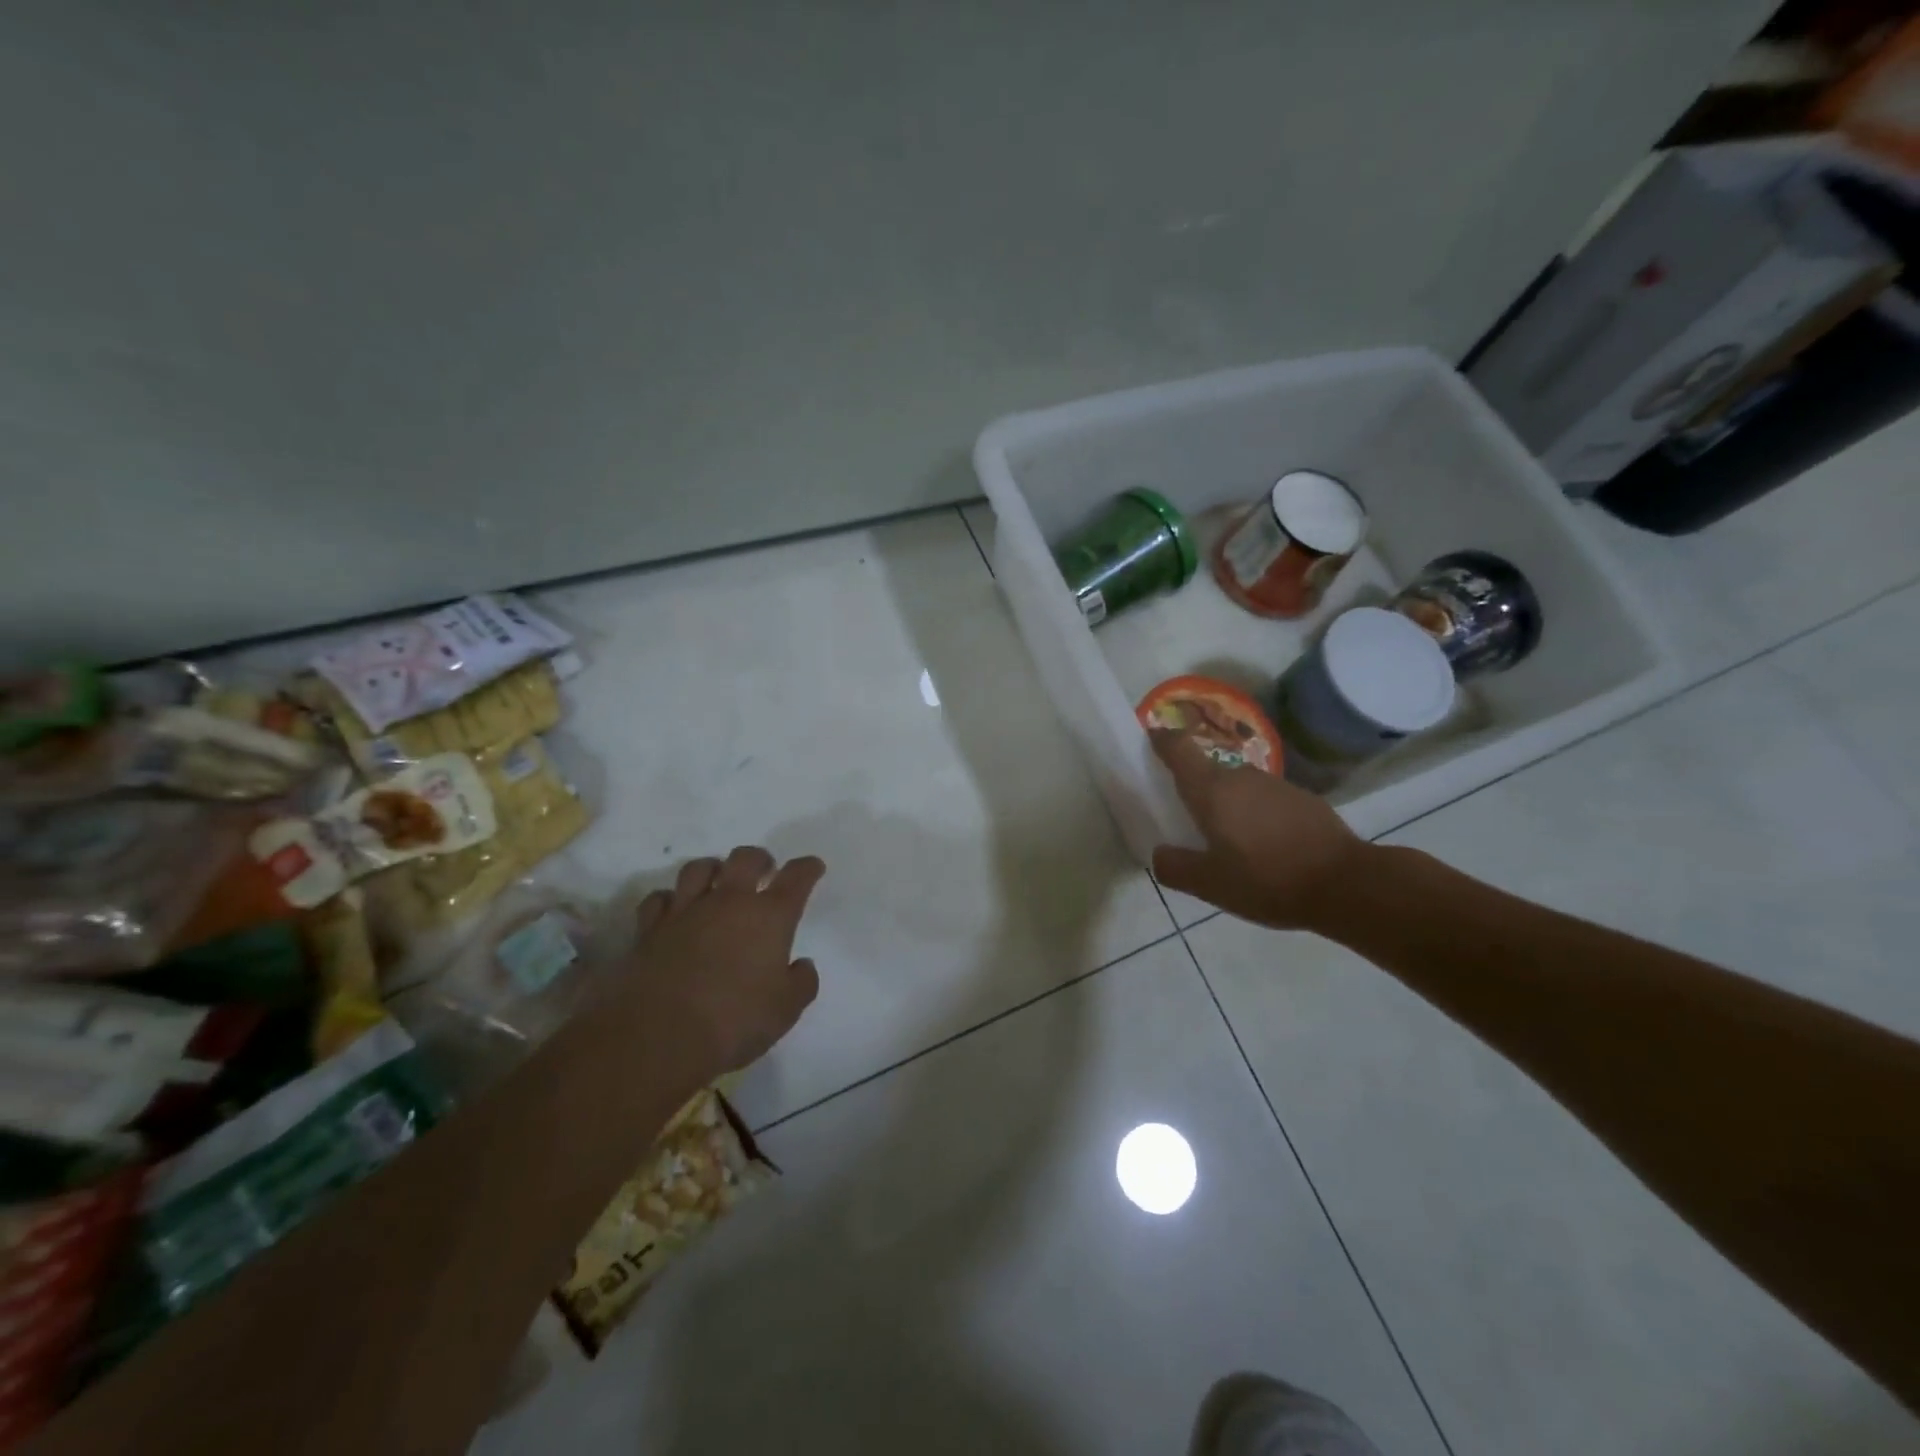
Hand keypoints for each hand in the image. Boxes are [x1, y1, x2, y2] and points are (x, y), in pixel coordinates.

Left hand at [630, 847, 825, 1077]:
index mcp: (770, 916)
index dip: (807, 868)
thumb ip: (801, 982)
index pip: (796, 877)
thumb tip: (801, 965)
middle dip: (760, 859)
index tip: (813, 868)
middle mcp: (729, 902)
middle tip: (764, 872)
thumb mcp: (786, 1010)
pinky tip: (674, 910)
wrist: (659, 1036)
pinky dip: (669, 900)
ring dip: (713, 870)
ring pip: (699, 868)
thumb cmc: (734, 1021)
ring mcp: (685, 911)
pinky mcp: (649, 929)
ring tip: (718, 883)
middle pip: (746, 858)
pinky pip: (658, 899)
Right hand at [1150, 729, 1371, 930]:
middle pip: (1208, 771)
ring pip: (1239, 787)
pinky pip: (1266, 801)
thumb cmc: (1267, 880)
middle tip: (1189, 819)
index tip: (1151, 738)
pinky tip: (1266, 847)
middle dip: (1195, 788)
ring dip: (1229, 804)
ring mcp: (1276, 785)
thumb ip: (1175, 867)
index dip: (1162, 740)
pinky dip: (1257, 815)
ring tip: (1230, 840)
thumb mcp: (1209, 885)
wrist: (1346, 884)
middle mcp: (1241, 777)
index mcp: (1211, 790)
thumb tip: (1160, 853)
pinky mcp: (1304, 799)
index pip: (1179, 749)